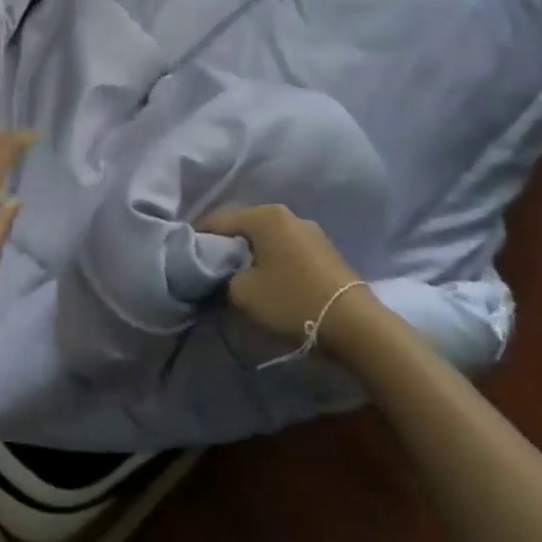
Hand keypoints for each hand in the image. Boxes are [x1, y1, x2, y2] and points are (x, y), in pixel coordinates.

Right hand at [200, 203, 369, 350]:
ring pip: (267, 238)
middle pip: (244, 225)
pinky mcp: (325, 252)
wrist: (356, 326)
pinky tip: (267, 281)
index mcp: (265, 215)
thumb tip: (220, 275)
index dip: (198, 237)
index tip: (186, 257)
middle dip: (225, 245)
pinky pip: (286, 250)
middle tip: (209, 268)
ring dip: (250, 254)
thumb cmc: (292, 301)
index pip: (218, 218)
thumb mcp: (242, 293)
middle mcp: (288, 215)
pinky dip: (271, 261)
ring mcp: (311, 232)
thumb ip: (222, 278)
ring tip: (237, 277)